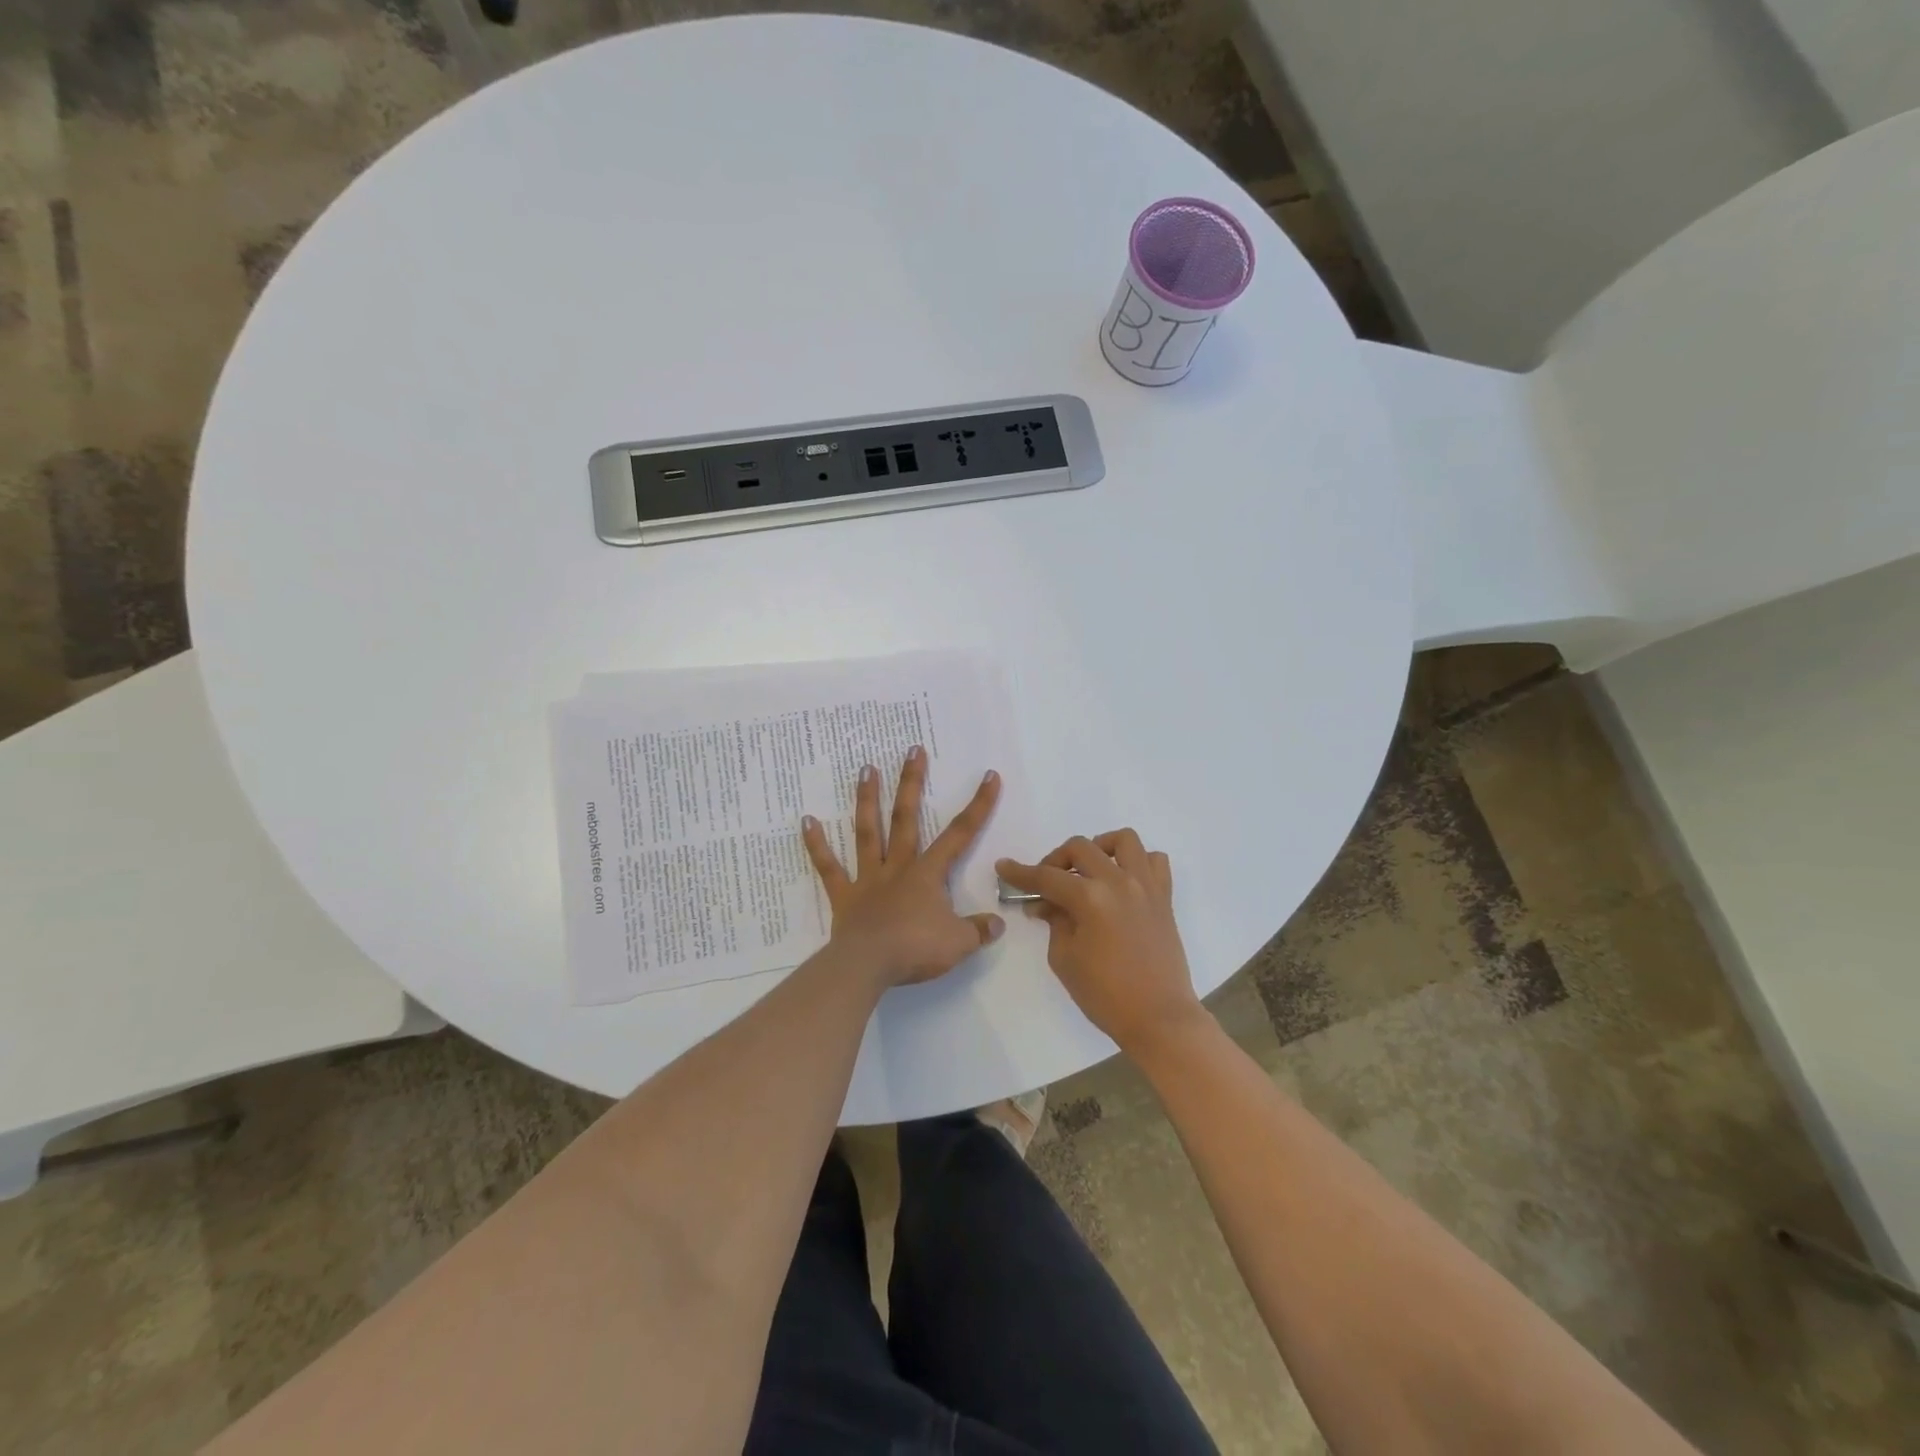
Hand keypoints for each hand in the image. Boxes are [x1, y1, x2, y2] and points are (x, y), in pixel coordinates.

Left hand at [802, 747, 1003, 987]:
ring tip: (866, 768)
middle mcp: (898, 867)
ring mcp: (868, 878)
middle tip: (912, 749)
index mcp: (928, 874)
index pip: (960, 834)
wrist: (868, 966)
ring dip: (867, 799)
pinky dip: (817, 844)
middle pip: (906, 818)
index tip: (988, 776)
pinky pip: (829, 867)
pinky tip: (807, 820)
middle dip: (912, 783)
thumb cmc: (916, 949)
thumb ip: (979, 930)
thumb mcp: (959, 943)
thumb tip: (997, 923)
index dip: (978, 805)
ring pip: (868, 831)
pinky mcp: (844, 896)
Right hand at [996, 830, 1205, 1057]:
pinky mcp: (1164, 898)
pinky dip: (1137, 862)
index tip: (1004, 867)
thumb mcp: (1065, 959)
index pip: (1047, 877)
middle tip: (1046, 883)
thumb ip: (1055, 922)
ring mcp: (1146, 886)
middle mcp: (1119, 882)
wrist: (1159, 1019)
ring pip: (1123, 840)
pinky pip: (1155, 861)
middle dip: (1056, 860)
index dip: (1021, 873)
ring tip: (1089, 870)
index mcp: (1090, 898)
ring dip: (1099, 848)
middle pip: (1080, 848)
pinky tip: (1123, 881)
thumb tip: (1047, 904)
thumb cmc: (1106, 995)